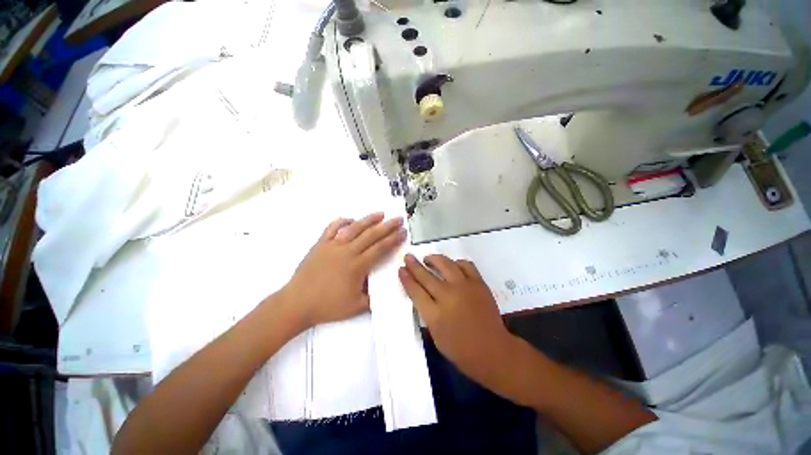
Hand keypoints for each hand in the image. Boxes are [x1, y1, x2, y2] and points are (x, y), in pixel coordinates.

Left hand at [281, 212, 405, 329]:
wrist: (297, 303)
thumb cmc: (327, 306)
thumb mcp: (356, 306)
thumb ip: (373, 296)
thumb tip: (383, 287)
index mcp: (357, 266)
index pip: (380, 248)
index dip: (393, 239)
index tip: (402, 232)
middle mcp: (347, 251)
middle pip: (371, 235)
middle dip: (388, 226)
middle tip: (398, 219)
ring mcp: (333, 246)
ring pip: (354, 228)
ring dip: (369, 219)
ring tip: (380, 213)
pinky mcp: (320, 244)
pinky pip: (332, 228)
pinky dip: (342, 222)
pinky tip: (350, 220)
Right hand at [398, 254, 516, 392]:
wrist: (493, 350)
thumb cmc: (461, 349)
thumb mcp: (436, 334)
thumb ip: (427, 312)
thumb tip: (421, 293)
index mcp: (435, 314)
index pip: (415, 291)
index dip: (406, 278)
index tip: (401, 269)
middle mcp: (448, 296)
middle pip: (426, 276)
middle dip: (414, 265)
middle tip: (408, 257)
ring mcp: (465, 287)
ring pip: (446, 264)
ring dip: (434, 259)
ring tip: (428, 258)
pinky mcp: (479, 283)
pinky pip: (466, 265)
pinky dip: (456, 262)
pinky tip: (452, 265)